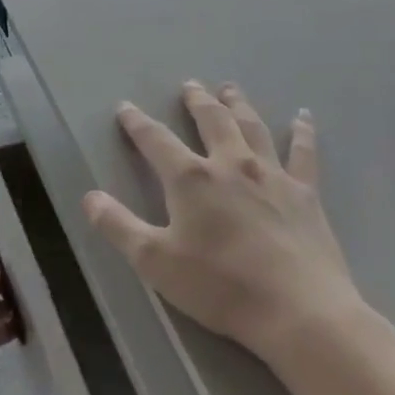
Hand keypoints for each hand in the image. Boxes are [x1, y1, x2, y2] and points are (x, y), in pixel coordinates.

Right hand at [83, 81, 361, 357]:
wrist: (299, 310)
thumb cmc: (220, 286)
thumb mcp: (154, 261)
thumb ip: (118, 226)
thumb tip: (89, 197)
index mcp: (191, 179)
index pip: (156, 140)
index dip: (137, 123)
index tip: (125, 107)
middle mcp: (231, 164)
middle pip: (211, 121)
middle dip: (196, 101)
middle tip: (190, 85)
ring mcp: (272, 175)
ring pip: (252, 127)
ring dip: (238, 104)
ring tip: (230, 88)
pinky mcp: (305, 193)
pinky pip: (303, 153)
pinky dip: (302, 132)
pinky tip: (302, 116)